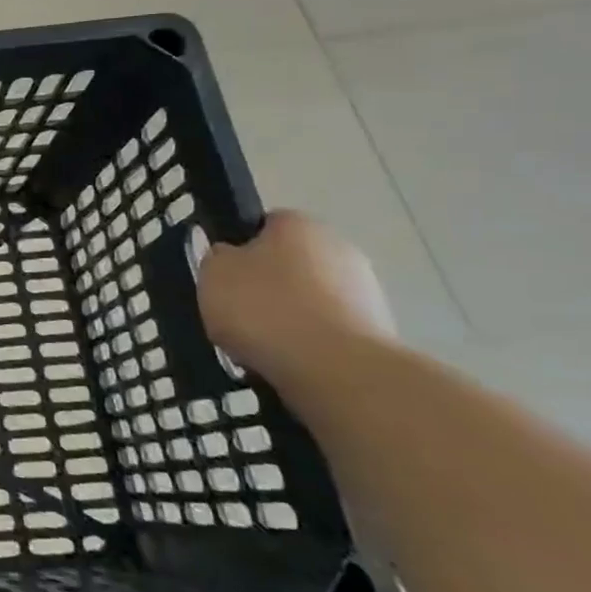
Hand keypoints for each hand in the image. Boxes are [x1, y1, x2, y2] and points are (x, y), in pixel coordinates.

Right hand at [197, 210, 396, 388]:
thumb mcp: (212, 273)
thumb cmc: (264, 307)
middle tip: (236, 312)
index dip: (240, 249)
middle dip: (267, 285)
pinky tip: (288, 361)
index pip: (264, 225)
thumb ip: (218, 257)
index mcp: (299, 223)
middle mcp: (339, 247)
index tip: (223, 276)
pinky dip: (308, 343)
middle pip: (290, 263)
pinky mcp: (378, 331)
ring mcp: (365, 290)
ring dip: (288, 317)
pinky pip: (327, 331)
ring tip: (258, 346)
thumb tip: (231, 258)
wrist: (334, 368)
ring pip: (310, 299)